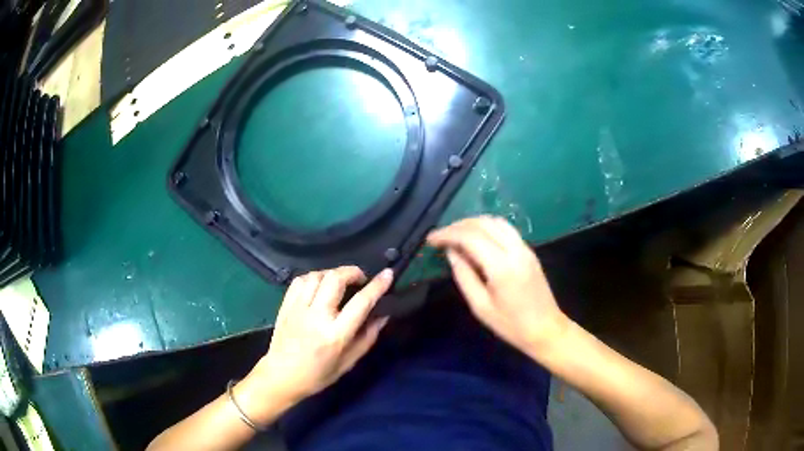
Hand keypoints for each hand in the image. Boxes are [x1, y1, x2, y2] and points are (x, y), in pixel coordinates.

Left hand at [245, 266, 392, 411]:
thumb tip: (383, 315)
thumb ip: (367, 337)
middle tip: (360, 279)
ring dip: (333, 273)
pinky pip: (300, 280)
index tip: (388, 274)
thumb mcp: (348, 362)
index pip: (361, 303)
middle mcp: (317, 317)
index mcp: (335, 335)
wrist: (281, 377)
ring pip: (317, 275)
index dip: (377, 285)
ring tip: (340, 282)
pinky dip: (313, 277)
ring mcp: (298, 309)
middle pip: (335, 279)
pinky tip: (319, 285)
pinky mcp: (286, 306)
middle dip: (352, 272)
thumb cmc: (318, 375)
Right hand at [427, 216, 568, 353]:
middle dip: (458, 225)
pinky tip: (476, 239)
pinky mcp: (529, 251)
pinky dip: (487, 227)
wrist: (546, 329)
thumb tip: (451, 252)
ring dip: (473, 223)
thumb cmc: (511, 325)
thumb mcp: (480, 307)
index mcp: (502, 267)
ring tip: (455, 235)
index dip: (448, 234)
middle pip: (483, 223)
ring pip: (496, 221)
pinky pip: (505, 228)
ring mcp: (525, 248)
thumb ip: (464, 276)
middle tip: (441, 236)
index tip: (431, 239)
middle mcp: (515, 250)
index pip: (471, 237)